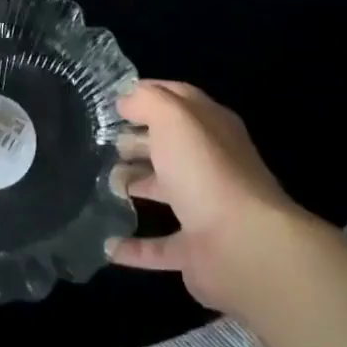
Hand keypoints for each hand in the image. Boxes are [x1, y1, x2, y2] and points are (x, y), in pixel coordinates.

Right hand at [108, 80, 298, 314]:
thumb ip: (147, 101)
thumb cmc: (205, 170)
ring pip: (165, 190)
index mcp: (211, 127)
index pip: (179, 99)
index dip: (147, 95)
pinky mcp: (197, 251)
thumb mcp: (173, 117)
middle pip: (170, 145)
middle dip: (138, 140)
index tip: (113, 100)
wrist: (245, 248)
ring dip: (135, 185)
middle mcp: (211, 164)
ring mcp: (205, 209)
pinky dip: (135, 248)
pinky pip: (160, 248)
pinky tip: (109, 246)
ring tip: (102, 181)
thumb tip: (126, 101)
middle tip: (104, 141)